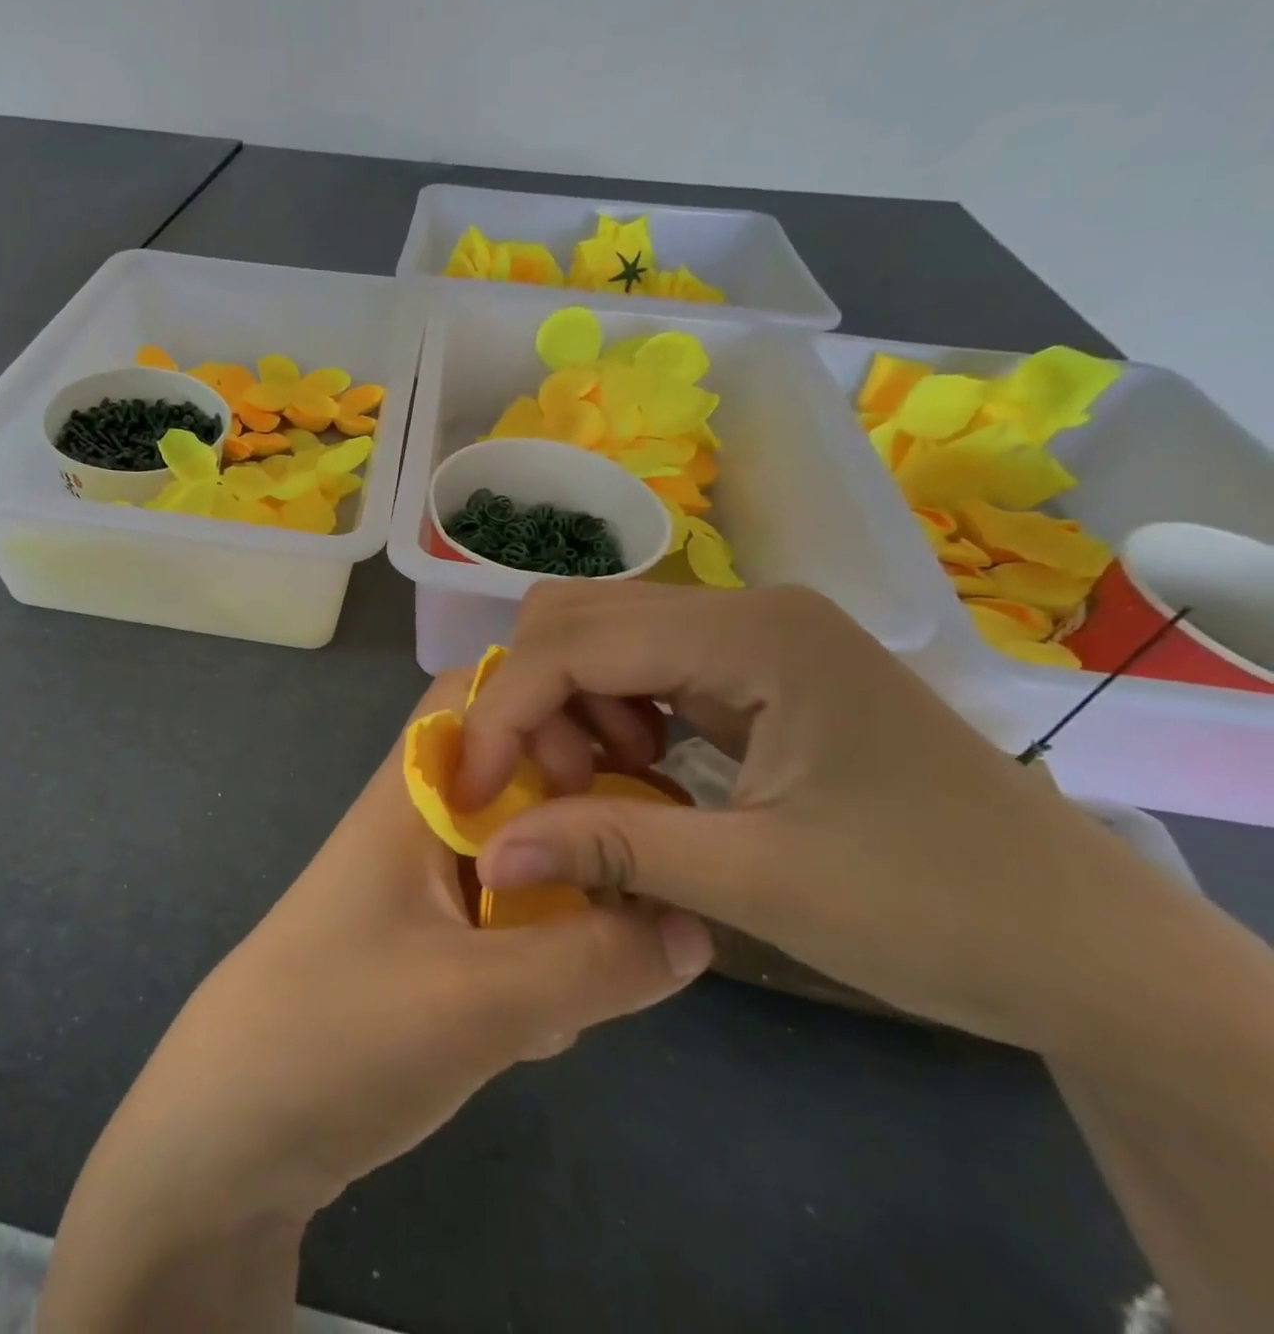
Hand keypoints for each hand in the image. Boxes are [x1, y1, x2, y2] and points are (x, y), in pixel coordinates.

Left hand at [70, 671, 710, 1228]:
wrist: (231, 1134)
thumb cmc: (340, 1034)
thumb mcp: (483, 999)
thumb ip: (597, 958)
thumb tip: (698, 926)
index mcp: (413, 794)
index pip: (479, 694)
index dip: (550, 703)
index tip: (623, 760)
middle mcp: (417, 824)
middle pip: (517, 777)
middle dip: (582, 823)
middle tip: (632, 884)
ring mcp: (420, 888)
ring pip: (523, 857)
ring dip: (567, 907)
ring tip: (585, 981)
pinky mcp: (426, 947)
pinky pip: (507, 923)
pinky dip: (539, 958)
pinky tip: (540, 1030)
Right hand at [457, 581, 1214, 1053]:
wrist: (1087, 948)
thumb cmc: (936, 909)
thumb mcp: (757, 881)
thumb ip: (608, 847)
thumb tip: (488, 852)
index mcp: (751, 634)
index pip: (573, 642)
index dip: (504, 712)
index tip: (470, 790)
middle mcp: (743, 609)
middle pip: (575, 617)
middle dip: (534, 701)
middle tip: (553, 789)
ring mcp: (750, 636)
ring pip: (600, 637)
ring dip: (567, 708)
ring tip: (598, 788)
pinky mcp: (754, 670)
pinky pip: (639, 668)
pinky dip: (606, 715)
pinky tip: (635, 771)